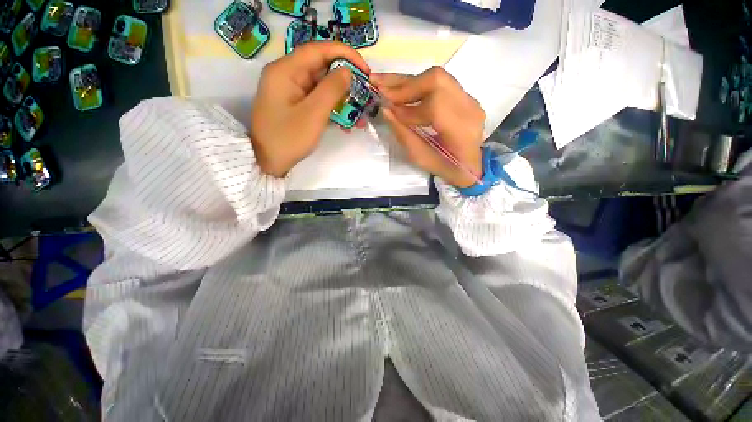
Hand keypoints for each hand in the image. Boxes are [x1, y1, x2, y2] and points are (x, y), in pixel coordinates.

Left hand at [249, 42, 369, 176]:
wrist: (268, 162)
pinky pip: (317, 100)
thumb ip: (331, 90)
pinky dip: (333, 108)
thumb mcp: (313, 114)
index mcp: (286, 70)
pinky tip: (346, 122)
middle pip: (321, 68)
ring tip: (359, 114)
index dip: (345, 54)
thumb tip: (347, 71)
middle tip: (365, 93)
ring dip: (342, 98)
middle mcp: (287, 75)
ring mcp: (291, 91)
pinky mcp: (296, 105)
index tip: (365, 69)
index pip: (318, 50)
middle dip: (346, 80)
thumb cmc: (289, 138)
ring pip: (322, 86)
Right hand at [371, 67, 484, 187]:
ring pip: (437, 77)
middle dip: (404, 84)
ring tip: (383, 81)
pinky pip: (439, 83)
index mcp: (462, 130)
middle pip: (436, 80)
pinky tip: (400, 88)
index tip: (387, 110)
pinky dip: (417, 84)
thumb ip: (403, 134)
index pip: (434, 106)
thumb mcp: (421, 158)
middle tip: (380, 87)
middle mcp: (470, 108)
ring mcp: (470, 99)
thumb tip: (385, 110)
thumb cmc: (445, 168)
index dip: (408, 108)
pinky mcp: (465, 96)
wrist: (470, 165)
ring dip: (407, 80)